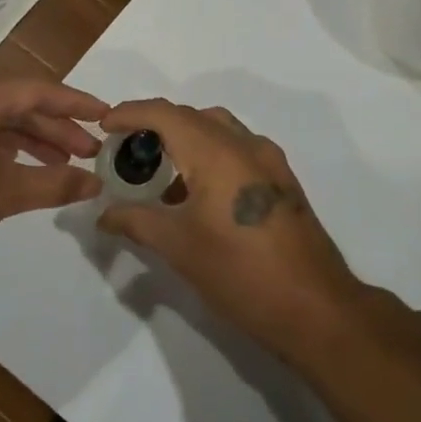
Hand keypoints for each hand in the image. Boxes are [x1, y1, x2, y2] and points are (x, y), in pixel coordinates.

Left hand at [0, 76, 107, 273]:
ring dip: (34, 139)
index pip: (37, 92)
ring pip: (0, 118)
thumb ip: (53, 185)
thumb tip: (96, 183)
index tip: (108, 116)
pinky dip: (7, 146)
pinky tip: (30, 166)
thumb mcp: (0, 196)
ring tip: (69, 163)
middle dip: (58, 127)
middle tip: (92, 151)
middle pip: (19, 103)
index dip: (76, 104)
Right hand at [94, 98, 364, 360]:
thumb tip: (104, 215)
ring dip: (185, 140)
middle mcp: (246, 145)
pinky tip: (195, 195)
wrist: (316, 309)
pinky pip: (238, 151)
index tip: (104, 126)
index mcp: (218, 152)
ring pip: (219, 131)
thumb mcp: (178, 247)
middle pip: (192, 117)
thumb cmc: (240, 272)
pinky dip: (209, 156)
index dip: (130, 112)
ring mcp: (270, 162)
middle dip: (155, 126)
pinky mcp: (282, 183)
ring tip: (159, 172)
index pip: (165, 113)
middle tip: (127, 151)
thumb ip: (136, 221)